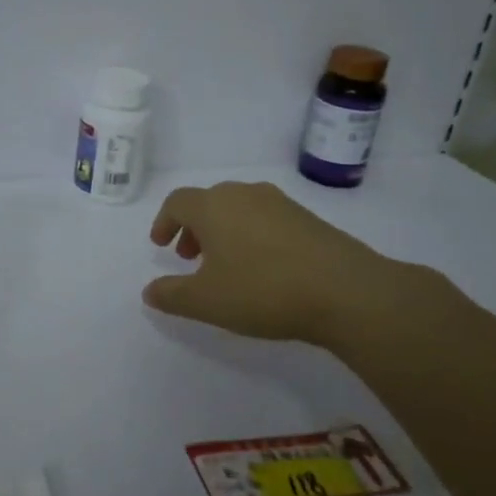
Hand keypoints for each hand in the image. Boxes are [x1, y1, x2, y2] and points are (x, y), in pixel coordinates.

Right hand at [143, 181, 412, 346]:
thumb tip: (149, 290)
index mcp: (213, 206)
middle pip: (208, 202)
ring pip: (238, 208)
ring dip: (223, 231)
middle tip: (190, 257)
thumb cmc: (263, 291)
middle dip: (193, 227)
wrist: (346, 291)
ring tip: (225, 264)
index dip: (164, 221)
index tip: (161, 245)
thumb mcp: (207, 301)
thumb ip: (172, 295)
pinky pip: (266, 218)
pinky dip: (251, 234)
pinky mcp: (308, 217)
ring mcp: (280, 203)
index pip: (177, 202)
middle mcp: (244, 194)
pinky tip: (262, 267)